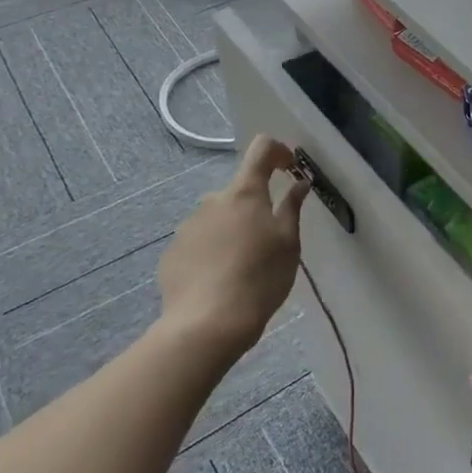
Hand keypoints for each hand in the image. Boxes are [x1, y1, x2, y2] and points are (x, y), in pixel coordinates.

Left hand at [157, 135, 307, 356]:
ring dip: (232, 230)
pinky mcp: (172, 253)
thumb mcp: (288, 243)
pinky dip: (212, 252)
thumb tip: (299, 183)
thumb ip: (292, 208)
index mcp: (245, 193)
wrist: (208, 323)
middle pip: (239, 192)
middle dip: (254, 207)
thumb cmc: (260, 278)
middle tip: (269, 241)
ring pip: (217, 219)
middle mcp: (212, 200)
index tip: (289, 168)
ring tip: (243, 267)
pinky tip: (219, 281)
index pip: (261, 149)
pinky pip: (199, 243)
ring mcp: (188, 226)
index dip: (278, 151)